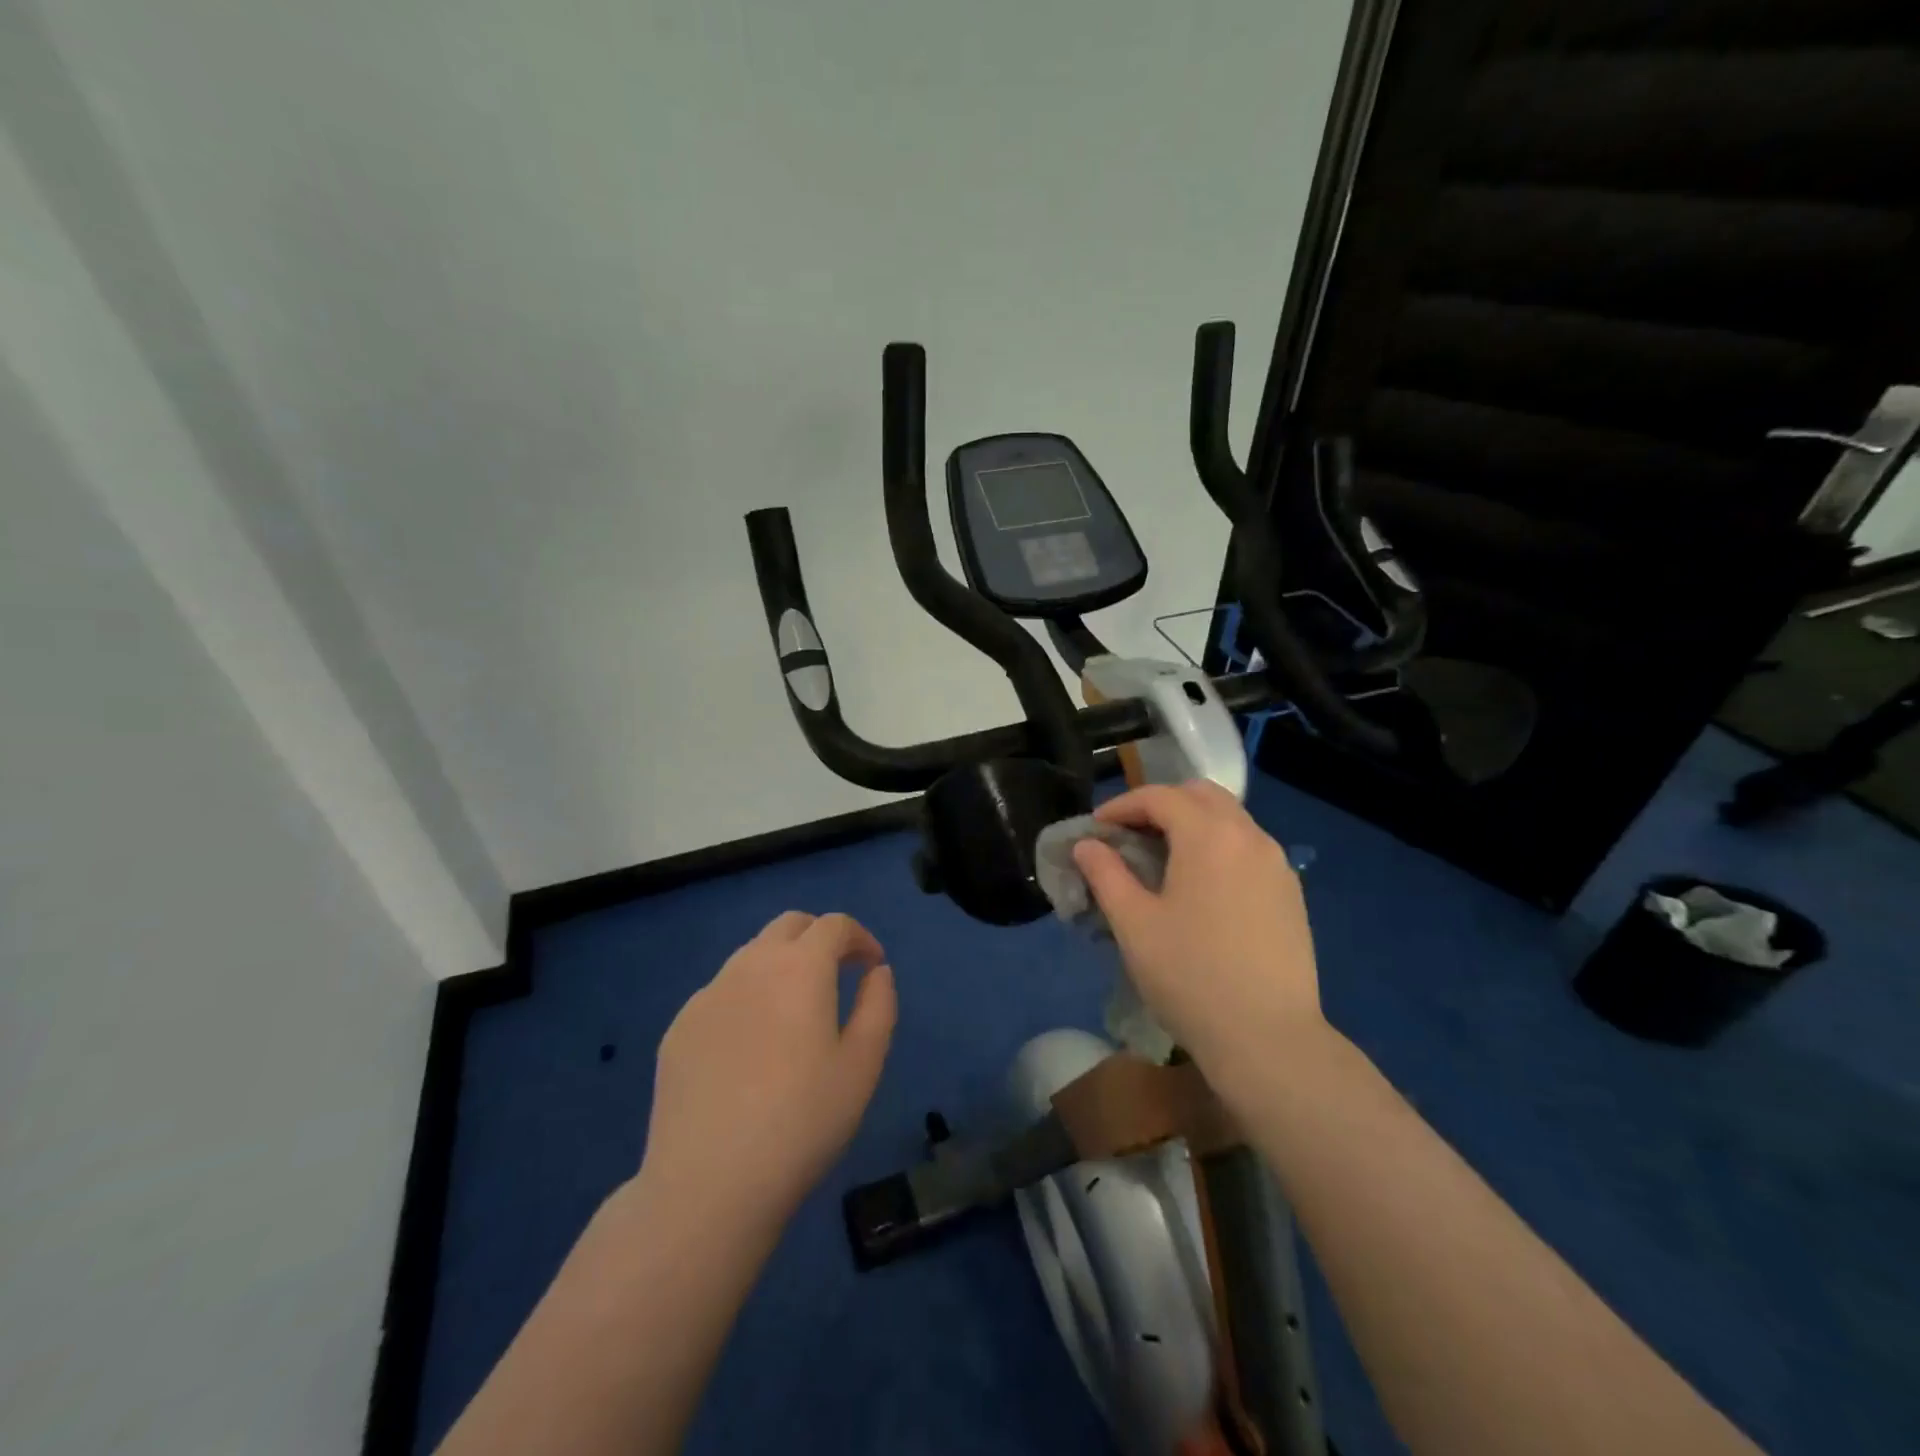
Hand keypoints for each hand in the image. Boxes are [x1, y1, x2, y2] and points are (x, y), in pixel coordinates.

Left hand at [641, 912, 896, 1225]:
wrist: (708, 1185)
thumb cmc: (802, 1122)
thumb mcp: (863, 1066)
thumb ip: (879, 1006)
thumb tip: (877, 972)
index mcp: (800, 968)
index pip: (834, 925)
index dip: (860, 937)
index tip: (872, 966)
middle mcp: (750, 965)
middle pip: (789, 925)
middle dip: (819, 938)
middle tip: (838, 975)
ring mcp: (707, 995)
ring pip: (752, 955)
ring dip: (782, 964)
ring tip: (795, 1012)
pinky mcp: (679, 1027)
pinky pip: (722, 992)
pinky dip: (747, 997)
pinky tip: (751, 1049)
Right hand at [1072, 781, 1325, 1082]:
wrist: (1268, 1038)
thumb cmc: (1190, 976)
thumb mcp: (1133, 924)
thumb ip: (1105, 874)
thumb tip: (1087, 845)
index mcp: (1209, 836)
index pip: (1160, 797)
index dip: (1121, 806)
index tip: (1096, 829)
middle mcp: (1249, 837)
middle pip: (1201, 795)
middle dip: (1161, 805)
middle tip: (1130, 835)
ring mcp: (1277, 865)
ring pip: (1230, 819)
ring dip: (1192, 824)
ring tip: (1162, 860)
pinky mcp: (1291, 893)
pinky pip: (1248, 849)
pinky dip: (1218, 847)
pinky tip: (1202, 887)